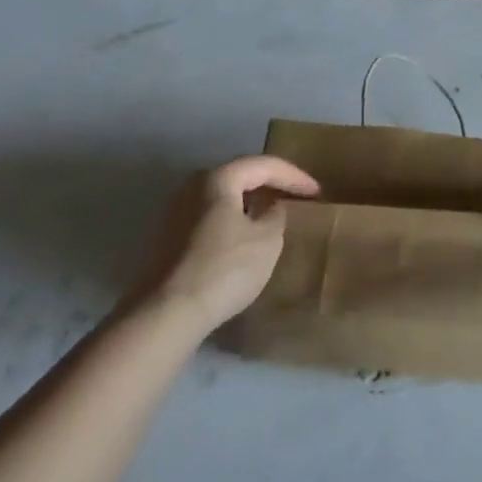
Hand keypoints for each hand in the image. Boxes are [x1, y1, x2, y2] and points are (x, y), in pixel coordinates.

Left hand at [128, 156, 319, 332]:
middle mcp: (193, 186)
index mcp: (218, 178)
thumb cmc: (223, 269)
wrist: (164, 316)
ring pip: (223, 201)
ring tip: (272, 220)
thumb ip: (277, 216)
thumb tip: (272, 208)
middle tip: (295, 198)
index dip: (294, 176)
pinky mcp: (167, 242)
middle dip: (270, 187)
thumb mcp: (267, 241)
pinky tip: (243, 244)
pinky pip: (209, 221)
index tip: (317, 192)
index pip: (264, 165)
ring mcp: (175, 214)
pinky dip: (231, 224)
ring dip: (249, 207)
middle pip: (240, 178)